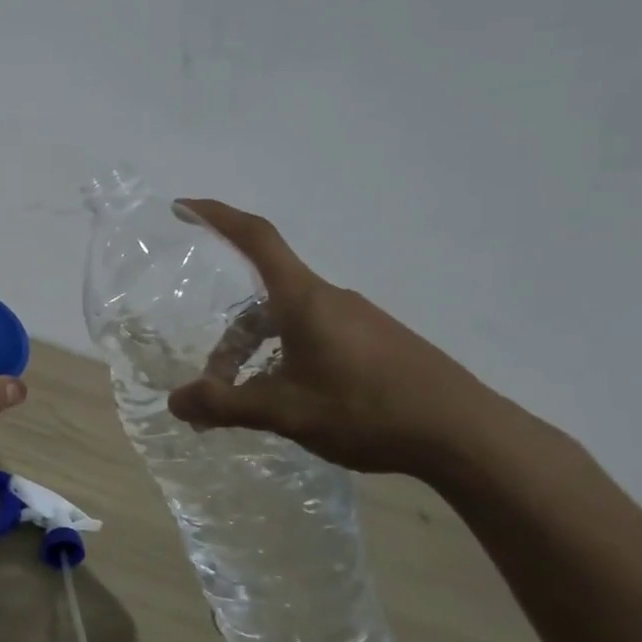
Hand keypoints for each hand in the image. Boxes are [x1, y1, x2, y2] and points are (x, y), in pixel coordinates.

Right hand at [166, 200, 504, 477]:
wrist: (467, 434)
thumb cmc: (367, 410)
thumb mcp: (286, 411)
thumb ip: (226, 405)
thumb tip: (174, 402)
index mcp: (304, 298)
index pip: (256, 238)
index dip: (217, 216)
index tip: (184, 206)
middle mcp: (330, 298)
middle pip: (263, 301)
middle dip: (231, 340)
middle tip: (214, 385)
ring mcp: (359, 320)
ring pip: (289, 323)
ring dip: (259, 355)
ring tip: (254, 404)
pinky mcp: (379, 342)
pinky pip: (316, 337)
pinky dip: (289, 360)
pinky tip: (296, 401)